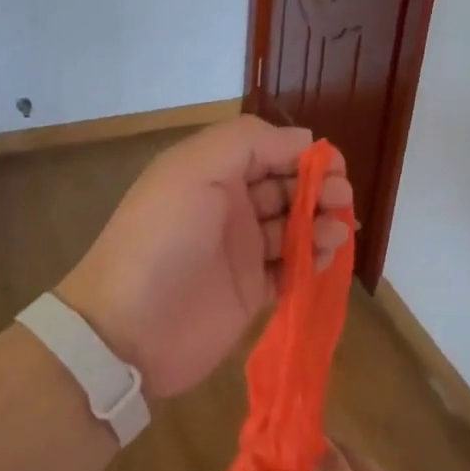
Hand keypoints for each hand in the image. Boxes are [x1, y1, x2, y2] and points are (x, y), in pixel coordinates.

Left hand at [56, 116, 351, 397]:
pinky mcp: (249, 291)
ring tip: (335, 232)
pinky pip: (290, 269)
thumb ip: (247, 142)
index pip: (268, 150)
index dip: (302, 154)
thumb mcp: (193, 170)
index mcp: (212, 172)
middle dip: (318, 188)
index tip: (334, 167)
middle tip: (341, 200)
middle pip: (286, 187)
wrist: (128, 329)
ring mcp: (239, 251)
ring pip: (293, 227)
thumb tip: (303, 141)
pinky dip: (312, 261)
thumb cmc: (163, 239)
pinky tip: (323, 259)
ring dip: (320, 223)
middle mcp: (228, 206)